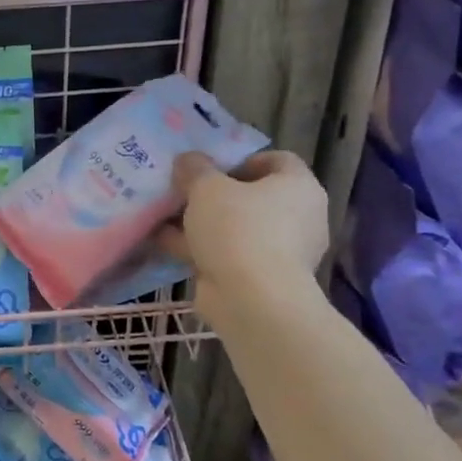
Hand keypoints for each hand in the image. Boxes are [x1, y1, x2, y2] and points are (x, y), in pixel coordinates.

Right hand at [156, 149, 328, 317]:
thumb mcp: (207, 187)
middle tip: (182, 192)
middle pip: (251, 196)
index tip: (209, 167)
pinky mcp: (261, 279)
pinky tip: (163, 244)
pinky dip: (199, 249)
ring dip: (200, 224)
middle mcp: (298, 217)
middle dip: (213, 195)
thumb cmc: (238, 229)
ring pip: (235, 228)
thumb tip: (188, 160)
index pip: (276, 160)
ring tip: (162, 217)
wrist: (252, 300)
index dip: (241, 159)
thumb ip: (195, 168)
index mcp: (299, 187)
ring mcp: (281, 251)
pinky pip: (227, 255)